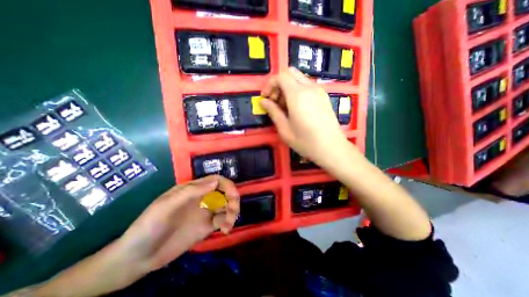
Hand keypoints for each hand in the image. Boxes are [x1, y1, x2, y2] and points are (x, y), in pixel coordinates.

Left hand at [118, 175, 240, 272]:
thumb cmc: (150, 225)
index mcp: (193, 189)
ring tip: (228, 223)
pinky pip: (222, 220)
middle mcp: (202, 198)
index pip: (216, 180)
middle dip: (233, 198)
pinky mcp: (206, 227)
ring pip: (226, 206)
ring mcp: (205, 213)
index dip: (227, 185)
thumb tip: (215, 182)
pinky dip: (227, 223)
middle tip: (233, 210)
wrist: (138, 257)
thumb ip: (191, 191)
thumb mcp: (167, 205)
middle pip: (224, 192)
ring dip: (232, 211)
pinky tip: (225, 230)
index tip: (233, 195)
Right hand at [260, 67, 349, 165]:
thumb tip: (264, 102)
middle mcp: (309, 88)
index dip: (270, 84)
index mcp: (298, 95)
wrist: (331, 148)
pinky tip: (297, 107)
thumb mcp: (285, 129)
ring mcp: (319, 91)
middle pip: (290, 73)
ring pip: (299, 78)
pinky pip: (307, 85)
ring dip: (288, 87)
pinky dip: (298, 90)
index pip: (281, 76)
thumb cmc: (306, 141)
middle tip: (275, 101)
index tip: (266, 97)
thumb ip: (273, 112)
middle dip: (279, 83)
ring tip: (285, 106)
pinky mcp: (324, 96)